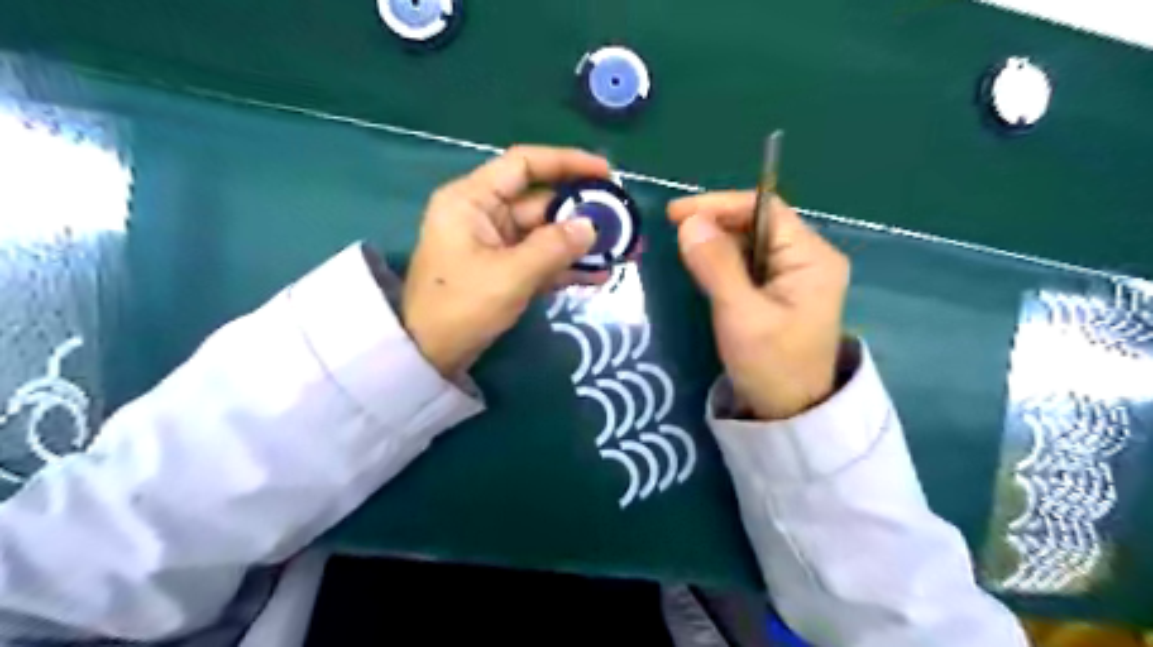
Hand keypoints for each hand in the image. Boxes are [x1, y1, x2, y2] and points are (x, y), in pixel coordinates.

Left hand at [402, 145, 605, 377]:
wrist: (428, 356)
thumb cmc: (461, 307)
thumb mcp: (510, 275)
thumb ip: (554, 248)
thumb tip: (592, 227)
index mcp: (472, 199)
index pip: (524, 165)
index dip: (566, 162)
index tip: (605, 173)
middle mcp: (483, 214)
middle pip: (540, 201)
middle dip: (581, 213)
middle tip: (622, 222)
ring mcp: (494, 243)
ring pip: (544, 233)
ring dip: (578, 243)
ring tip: (620, 250)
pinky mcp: (502, 269)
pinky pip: (539, 259)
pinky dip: (565, 266)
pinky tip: (598, 275)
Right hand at [667, 192, 845, 418]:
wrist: (791, 415)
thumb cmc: (771, 366)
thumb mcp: (740, 315)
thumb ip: (716, 265)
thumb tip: (689, 222)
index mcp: (812, 257)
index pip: (765, 209)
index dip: (719, 205)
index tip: (677, 214)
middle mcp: (809, 258)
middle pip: (758, 223)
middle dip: (716, 223)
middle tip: (675, 234)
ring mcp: (796, 276)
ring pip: (750, 243)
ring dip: (717, 243)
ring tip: (685, 252)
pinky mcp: (782, 292)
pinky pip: (749, 265)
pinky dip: (723, 262)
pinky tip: (704, 269)